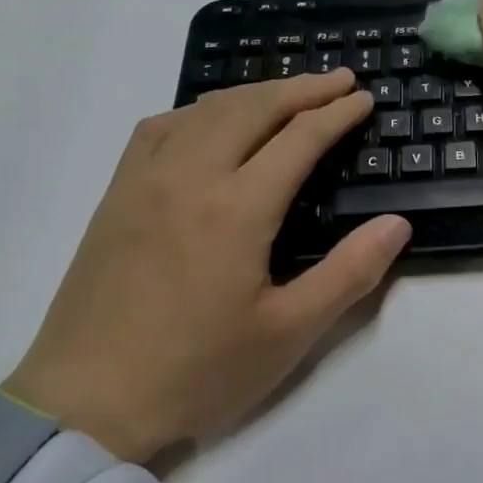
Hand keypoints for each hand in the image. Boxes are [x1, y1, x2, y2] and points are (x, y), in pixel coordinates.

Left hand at [3, 69, 410, 460]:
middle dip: (302, 87)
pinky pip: (160, 128)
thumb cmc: (197, 371)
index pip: (299, 138)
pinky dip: (198, 111)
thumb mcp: (289, 333)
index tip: (364, 99)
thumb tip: (396, 224)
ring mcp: (145, 181)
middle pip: (252, 108)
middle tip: (339, 80)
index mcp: (238, 208)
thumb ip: (349, 273)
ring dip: (254, 93)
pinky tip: (209, 123)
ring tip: (287, 94)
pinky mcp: (116, 196)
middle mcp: (190, 176)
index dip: (337, 113)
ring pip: (205, 110)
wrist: (86, 402)